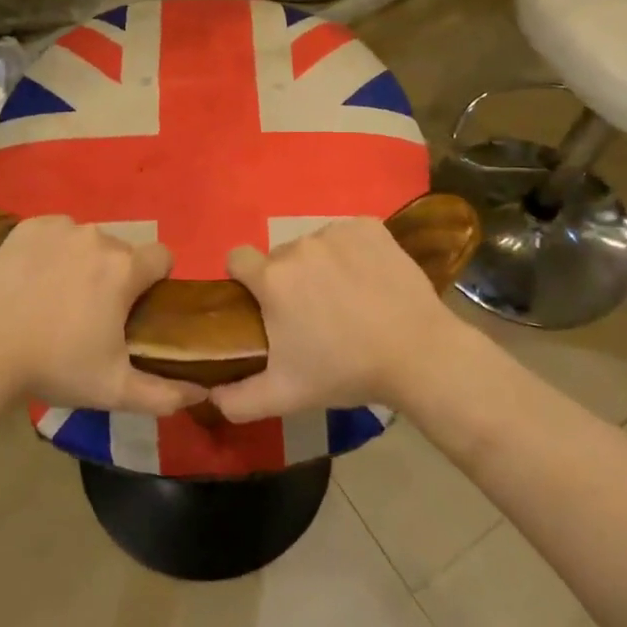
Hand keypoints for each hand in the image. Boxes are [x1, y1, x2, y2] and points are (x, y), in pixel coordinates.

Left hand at [0, 215, 208, 415]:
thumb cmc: (55, 368)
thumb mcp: (115, 390)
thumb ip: (165, 394)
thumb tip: (202, 394)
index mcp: (124, 268)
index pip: (162, 257)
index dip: (155, 282)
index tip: (135, 309)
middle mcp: (97, 237)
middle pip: (123, 251)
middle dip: (116, 276)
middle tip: (91, 314)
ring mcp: (60, 228)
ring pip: (89, 240)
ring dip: (84, 262)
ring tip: (58, 297)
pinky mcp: (27, 227)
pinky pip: (56, 232)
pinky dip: (54, 249)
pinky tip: (36, 278)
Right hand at [211, 217, 469, 422]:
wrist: (418, 353)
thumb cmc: (345, 371)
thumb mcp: (284, 396)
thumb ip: (236, 400)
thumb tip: (208, 395)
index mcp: (272, 278)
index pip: (237, 258)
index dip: (243, 279)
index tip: (261, 303)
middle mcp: (299, 245)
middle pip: (280, 257)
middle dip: (288, 280)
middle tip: (312, 315)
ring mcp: (337, 231)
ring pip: (314, 245)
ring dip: (321, 266)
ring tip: (347, 300)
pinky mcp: (370, 227)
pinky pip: (348, 235)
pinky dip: (353, 253)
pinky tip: (369, 280)